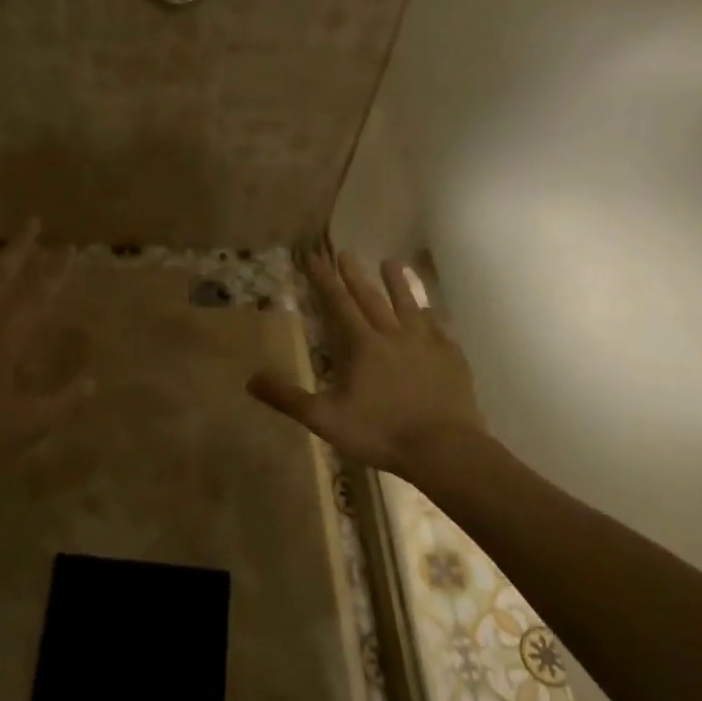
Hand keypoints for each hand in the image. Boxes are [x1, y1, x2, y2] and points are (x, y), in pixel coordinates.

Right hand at [247, 251, 486, 478]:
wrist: (443, 448)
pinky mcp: (451, 357)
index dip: (324, 279)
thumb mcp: (325, 419)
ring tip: (392, 262)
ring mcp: (426, 343)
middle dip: (355, 274)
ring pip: (410, 304)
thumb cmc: (380, 432)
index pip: (338, 303)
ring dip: (398, 283)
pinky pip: (438, 327)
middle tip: (346, 252)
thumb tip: (250, 380)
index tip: (314, 256)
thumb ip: (288, 398)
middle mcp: (393, 334)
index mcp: (362, 345)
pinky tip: (431, 312)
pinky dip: (431, 314)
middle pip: (371, 297)